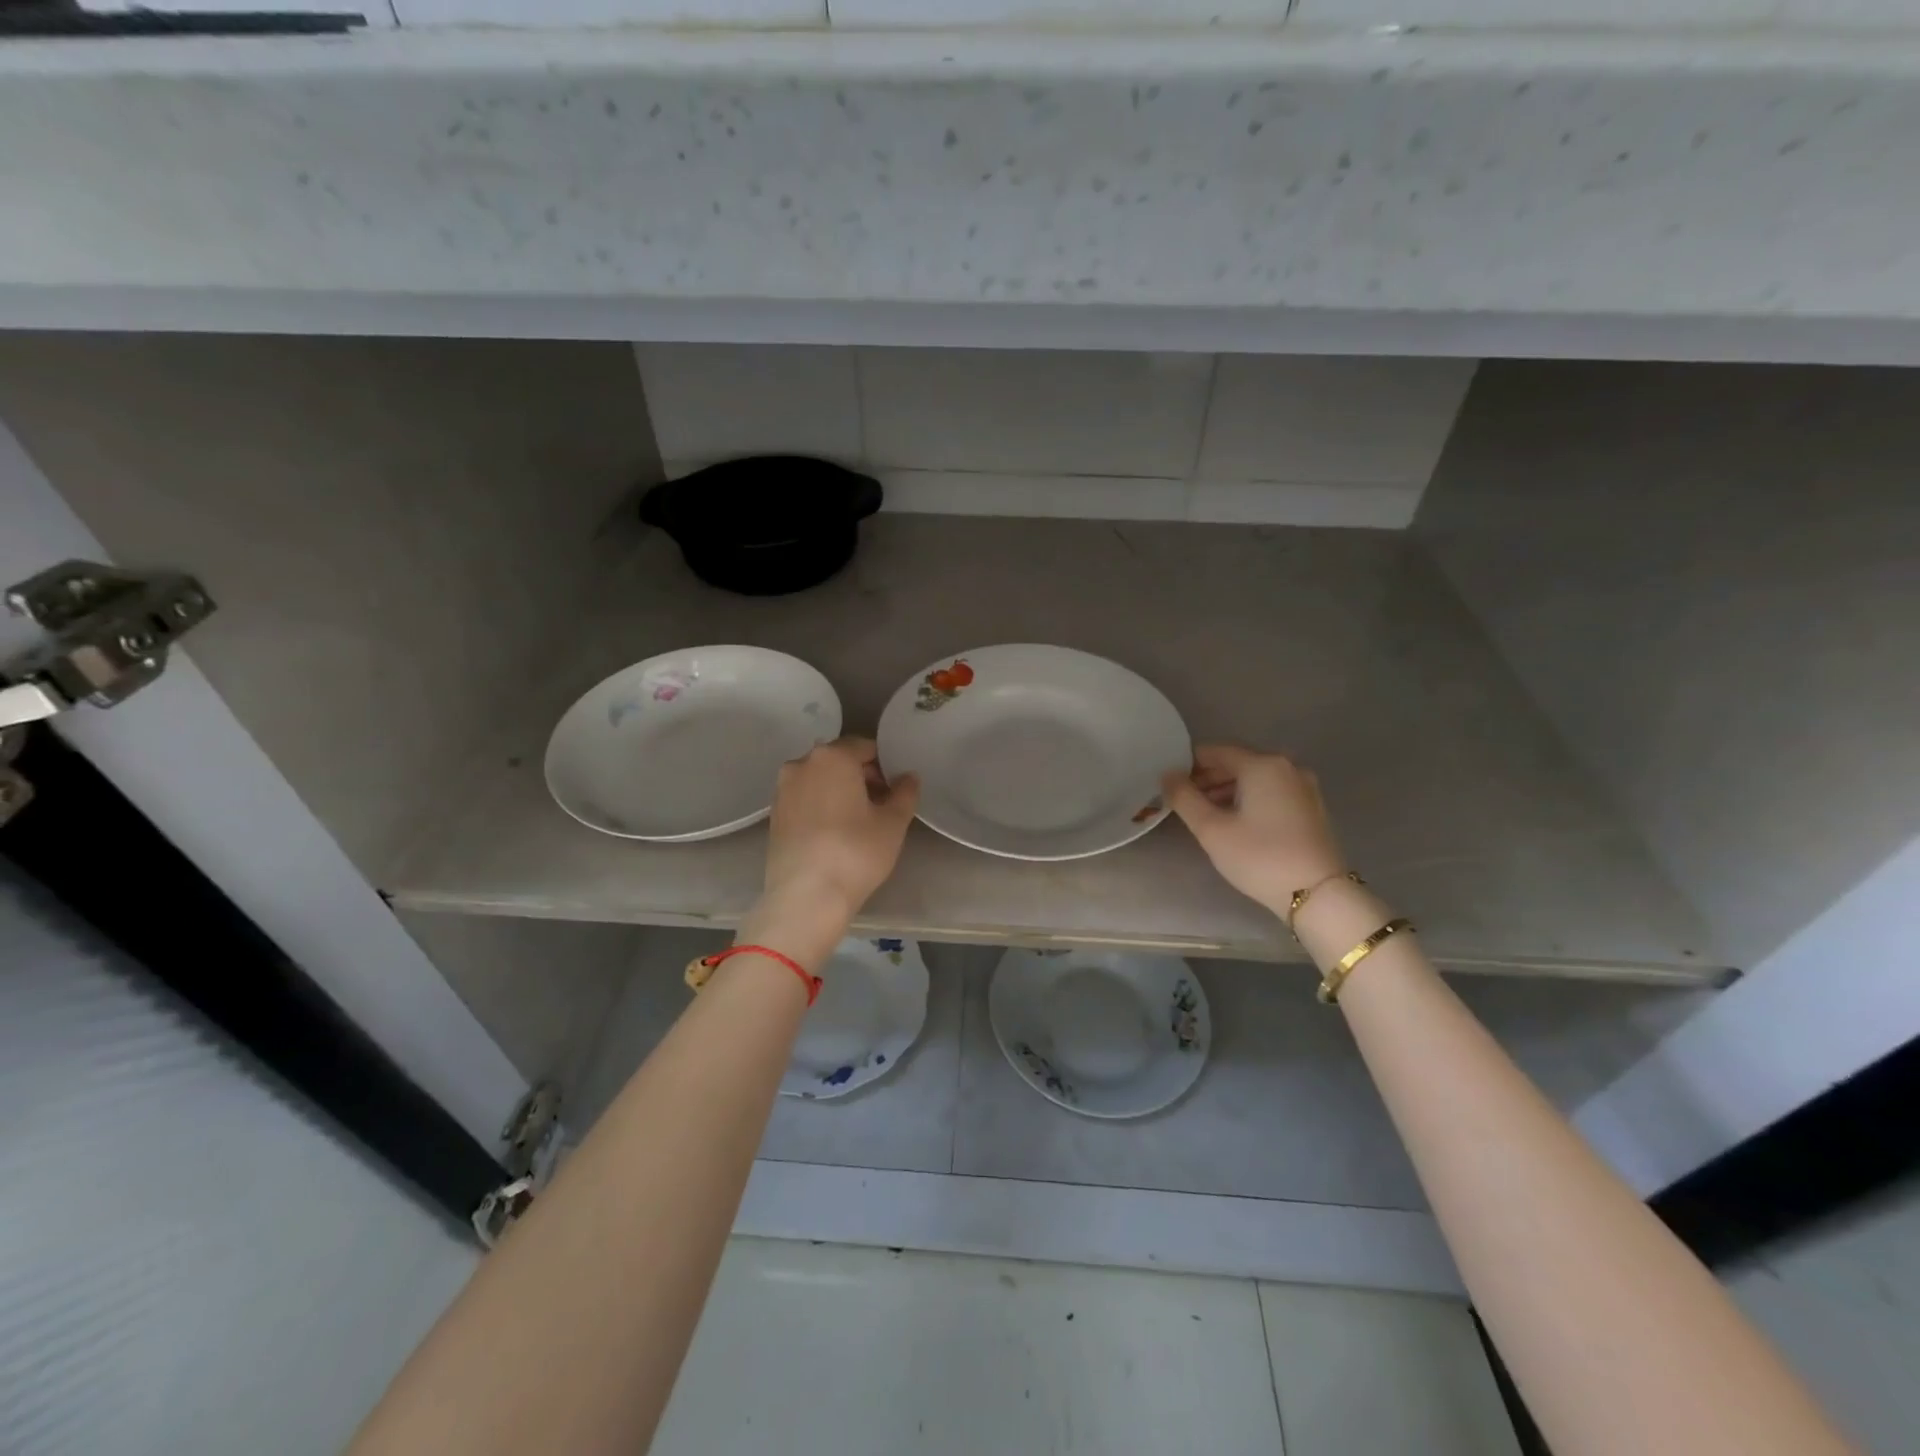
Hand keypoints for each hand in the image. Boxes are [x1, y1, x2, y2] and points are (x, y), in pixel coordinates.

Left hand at [761, 736, 919, 923]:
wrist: (805, 897)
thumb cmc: (855, 852)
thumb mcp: (893, 823)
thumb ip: (905, 793)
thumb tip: (908, 777)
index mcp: (833, 756)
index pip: (865, 747)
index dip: (885, 766)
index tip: (895, 791)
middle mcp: (802, 764)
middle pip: (840, 760)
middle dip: (862, 776)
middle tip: (881, 806)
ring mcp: (783, 789)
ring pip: (820, 780)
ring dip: (840, 791)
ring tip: (858, 822)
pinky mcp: (774, 815)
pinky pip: (805, 799)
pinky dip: (821, 806)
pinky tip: (834, 833)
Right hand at [1162, 744, 1346, 915]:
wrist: (1318, 894)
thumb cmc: (1259, 856)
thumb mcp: (1211, 829)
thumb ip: (1184, 797)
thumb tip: (1168, 775)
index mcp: (1262, 764)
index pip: (1215, 751)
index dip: (1188, 764)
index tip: (1170, 784)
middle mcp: (1286, 766)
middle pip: (1237, 762)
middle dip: (1208, 778)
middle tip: (1184, 801)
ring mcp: (1303, 786)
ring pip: (1255, 778)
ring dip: (1227, 790)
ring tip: (1206, 814)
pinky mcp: (1311, 806)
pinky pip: (1271, 791)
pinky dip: (1249, 798)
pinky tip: (1236, 821)